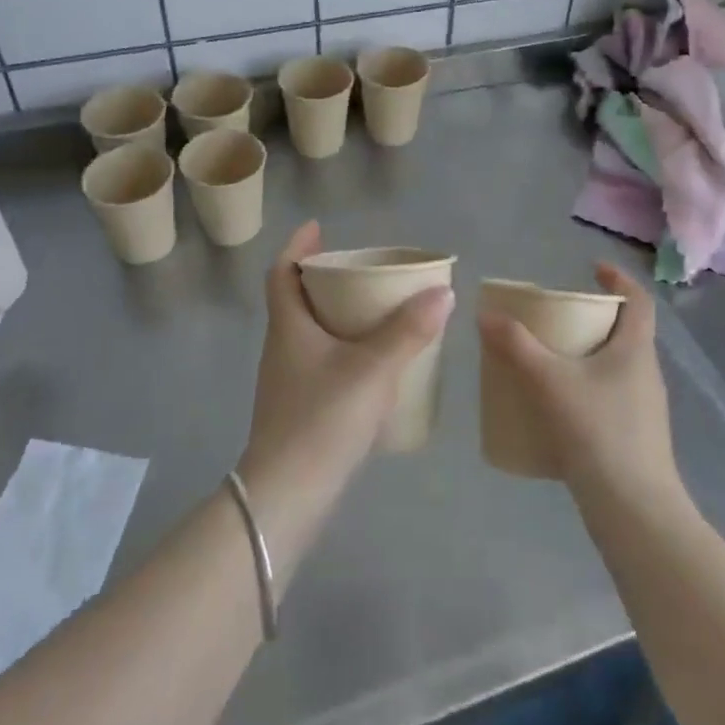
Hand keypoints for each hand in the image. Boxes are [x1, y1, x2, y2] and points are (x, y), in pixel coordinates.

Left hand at [238, 221, 453, 519]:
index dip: (297, 246)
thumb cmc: (322, 419)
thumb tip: (443, 292)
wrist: (287, 496)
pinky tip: (373, 361)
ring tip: (374, 310)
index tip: (318, 228)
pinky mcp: (300, 407)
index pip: (281, 273)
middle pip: (297, 300)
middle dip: (325, 279)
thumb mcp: (372, 369)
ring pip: (310, 332)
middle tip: (361, 269)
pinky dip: (343, 348)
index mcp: (289, 327)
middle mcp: (283, 347)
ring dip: (336, 314)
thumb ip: (408, 331)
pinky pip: (322, 360)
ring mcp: (288, 380)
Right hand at [478, 264, 681, 508]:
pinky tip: (556, 405)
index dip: (619, 278)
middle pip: (625, 331)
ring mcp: (644, 407)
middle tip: (556, 316)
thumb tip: (485, 313)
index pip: (638, 300)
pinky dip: (585, 387)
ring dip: (587, 354)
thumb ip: (516, 346)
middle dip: (592, 317)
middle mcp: (646, 372)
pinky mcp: (634, 435)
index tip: (592, 269)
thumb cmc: (599, 432)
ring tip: (549, 357)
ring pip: (615, 365)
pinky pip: (609, 395)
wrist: (634, 510)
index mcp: (636, 349)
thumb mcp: (550, 382)